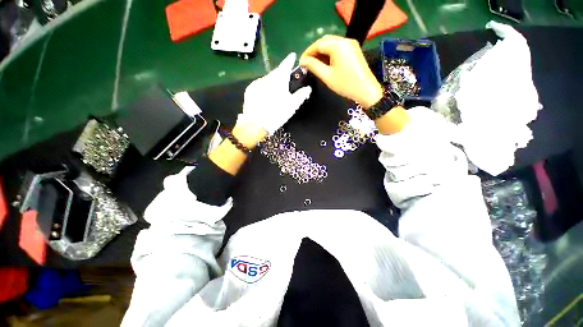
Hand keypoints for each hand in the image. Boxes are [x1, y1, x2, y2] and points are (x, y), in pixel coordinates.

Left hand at [239, 53, 311, 134]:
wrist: (256, 124)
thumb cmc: (277, 114)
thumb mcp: (292, 106)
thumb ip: (301, 95)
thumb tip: (308, 88)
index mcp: (278, 80)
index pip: (285, 66)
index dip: (289, 60)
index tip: (292, 56)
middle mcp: (266, 78)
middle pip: (275, 73)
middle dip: (280, 75)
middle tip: (285, 81)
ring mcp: (256, 84)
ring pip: (267, 80)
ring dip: (272, 82)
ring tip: (274, 93)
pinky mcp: (249, 90)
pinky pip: (259, 86)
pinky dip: (264, 88)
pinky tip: (265, 97)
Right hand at [299, 35, 382, 108]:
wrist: (366, 90)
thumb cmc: (345, 84)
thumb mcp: (327, 76)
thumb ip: (314, 66)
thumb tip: (303, 61)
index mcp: (338, 45)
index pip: (318, 44)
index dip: (308, 52)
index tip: (301, 63)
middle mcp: (345, 40)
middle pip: (325, 41)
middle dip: (314, 51)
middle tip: (307, 63)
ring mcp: (350, 44)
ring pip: (331, 44)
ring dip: (321, 53)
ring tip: (315, 65)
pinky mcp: (353, 50)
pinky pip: (338, 48)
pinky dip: (329, 54)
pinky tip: (325, 63)